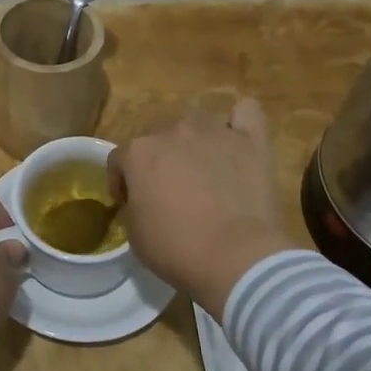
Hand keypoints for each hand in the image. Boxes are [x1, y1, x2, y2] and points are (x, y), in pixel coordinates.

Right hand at [108, 98, 296, 318]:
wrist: (235, 257)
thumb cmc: (177, 249)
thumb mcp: (135, 234)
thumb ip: (135, 204)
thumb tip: (144, 199)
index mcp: (138, 152)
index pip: (119, 159)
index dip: (122, 182)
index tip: (129, 203)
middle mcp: (173, 131)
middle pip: (159, 138)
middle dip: (160, 161)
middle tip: (170, 192)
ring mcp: (214, 131)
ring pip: (198, 123)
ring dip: (195, 142)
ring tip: (205, 170)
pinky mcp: (251, 140)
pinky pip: (245, 113)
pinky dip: (239, 123)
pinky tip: (238, 140)